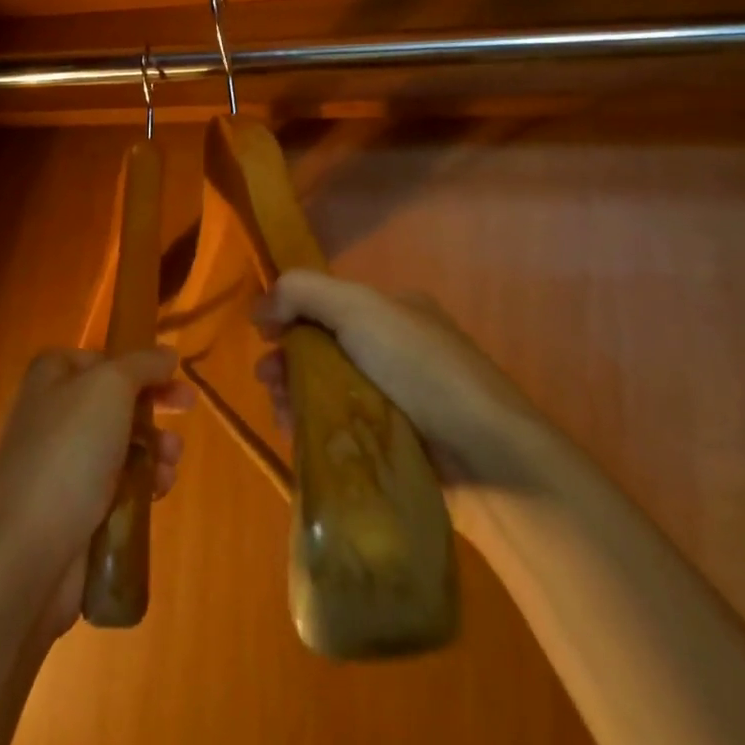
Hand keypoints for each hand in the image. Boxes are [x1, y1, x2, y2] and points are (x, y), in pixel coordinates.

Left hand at [0, 346, 193, 637]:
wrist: (27, 550)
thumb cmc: (69, 453)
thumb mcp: (110, 388)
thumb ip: (142, 364)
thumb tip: (165, 354)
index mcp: (51, 377)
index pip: (101, 358)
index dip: (139, 365)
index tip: (173, 375)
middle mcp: (51, 414)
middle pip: (116, 401)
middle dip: (154, 407)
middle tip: (188, 408)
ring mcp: (60, 463)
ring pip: (121, 443)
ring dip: (155, 447)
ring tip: (170, 462)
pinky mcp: (72, 506)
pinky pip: (117, 484)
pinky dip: (142, 483)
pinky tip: (158, 491)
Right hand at [250, 269, 531, 486]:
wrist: (484, 452)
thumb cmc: (419, 368)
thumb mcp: (359, 307)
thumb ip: (303, 292)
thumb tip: (260, 306)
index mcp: (393, 311)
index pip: (327, 307)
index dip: (290, 318)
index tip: (265, 339)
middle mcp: (394, 349)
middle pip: (322, 351)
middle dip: (287, 364)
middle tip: (269, 383)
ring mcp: (397, 398)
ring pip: (327, 392)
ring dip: (294, 397)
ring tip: (281, 415)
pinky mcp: (396, 442)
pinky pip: (342, 428)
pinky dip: (316, 428)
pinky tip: (299, 437)